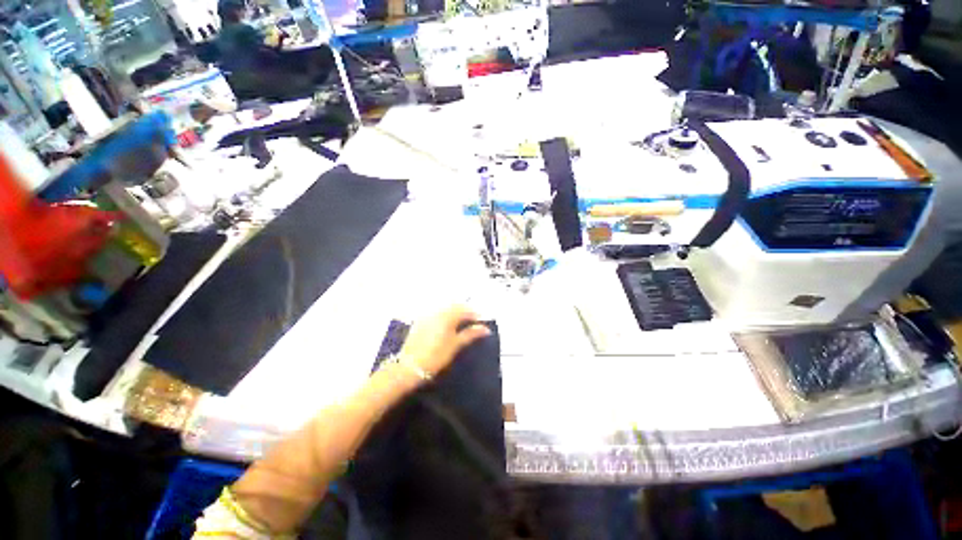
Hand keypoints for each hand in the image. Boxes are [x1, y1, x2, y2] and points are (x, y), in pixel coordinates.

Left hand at [399, 305, 490, 378]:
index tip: (480, 324)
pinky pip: (436, 313)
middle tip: (472, 323)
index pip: (465, 310)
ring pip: (445, 309)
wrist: (409, 367)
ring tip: (460, 325)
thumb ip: (470, 334)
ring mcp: (427, 316)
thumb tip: (485, 328)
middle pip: (455, 307)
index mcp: (447, 316)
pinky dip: (444, 316)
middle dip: (464, 312)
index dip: (474, 315)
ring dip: (454, 313)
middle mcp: (437, 312)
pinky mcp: (420, 322)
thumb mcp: (455, 345)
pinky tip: (445, 326)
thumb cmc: (436, 356)